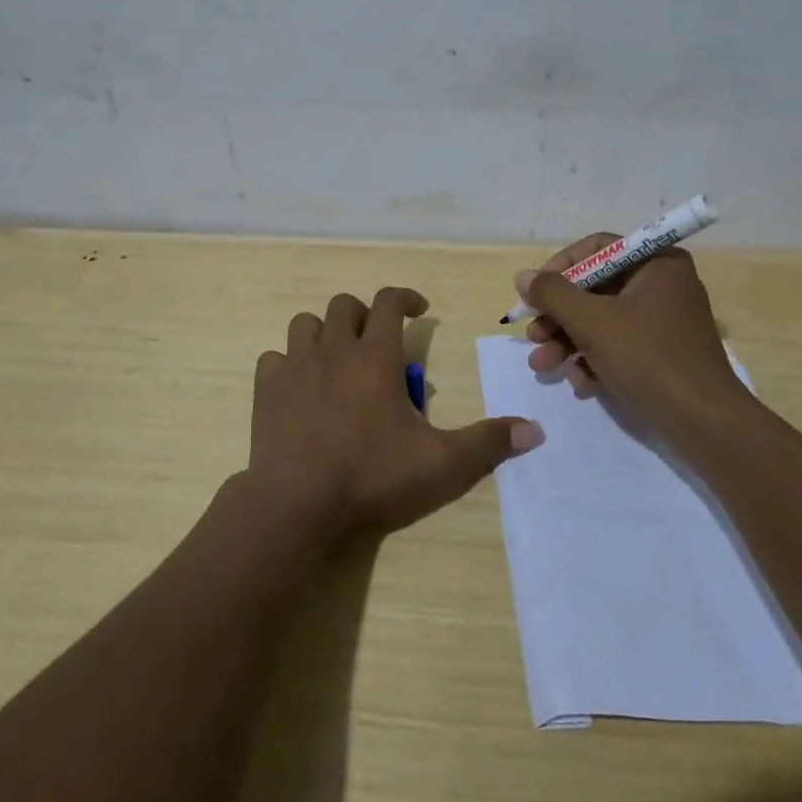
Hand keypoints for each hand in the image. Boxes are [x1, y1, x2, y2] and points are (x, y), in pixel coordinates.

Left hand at [248, 286, 543, 545]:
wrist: (296, 504)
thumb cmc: (372, 477)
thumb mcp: (441, 464)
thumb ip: (488, 443)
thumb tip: (535, 430)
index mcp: (375, 357)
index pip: (389, 302)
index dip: (406, 297)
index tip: (419, 310)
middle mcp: (333, 350)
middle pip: (345, 306)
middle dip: (365, 316)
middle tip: (378, 344)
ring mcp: (295, 367)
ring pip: (305, 324)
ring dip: (324, 333)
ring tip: (339, 361)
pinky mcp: (266, 391)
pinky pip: (274, 359)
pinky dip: (289, 364)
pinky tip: (301, 388)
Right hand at [518, 235, 745, 427]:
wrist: (704, 423)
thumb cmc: (648, 357)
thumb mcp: (592, 321)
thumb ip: (553, 294)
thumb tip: (523, 276)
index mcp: (657, 263)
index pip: (597, 249)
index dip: (560, 268)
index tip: (534, 293)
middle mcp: (663, 285)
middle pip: (595, 288)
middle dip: (559, 316)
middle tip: (533, 337)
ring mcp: (664, 321)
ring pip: (602, 320)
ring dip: (568, 342)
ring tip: (543, 366)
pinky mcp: (662, 354)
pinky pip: (619, 345)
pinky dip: (594, 359)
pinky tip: (578, 382)